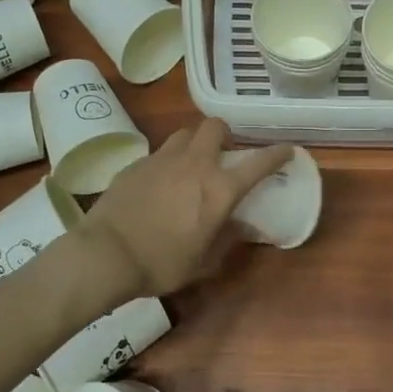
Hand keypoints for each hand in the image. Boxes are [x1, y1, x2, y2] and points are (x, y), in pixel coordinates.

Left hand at [76, 119, 295, 297]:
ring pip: (185, 134)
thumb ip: (227, 239)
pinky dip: (167, 163)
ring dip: (195, 143)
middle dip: (225, 134)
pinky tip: (159, 184)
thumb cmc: (162, 264)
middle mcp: (195, 165)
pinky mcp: (136, 164)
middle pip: (215, 127)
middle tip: (224, 154)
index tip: (286, 150)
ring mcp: (162, 160)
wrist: (106, 255)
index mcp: (219, 189)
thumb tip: (243, 227)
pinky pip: (158, 154)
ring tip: (191, 164)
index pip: (258, 163)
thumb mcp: (203, 262)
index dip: (277, 154)